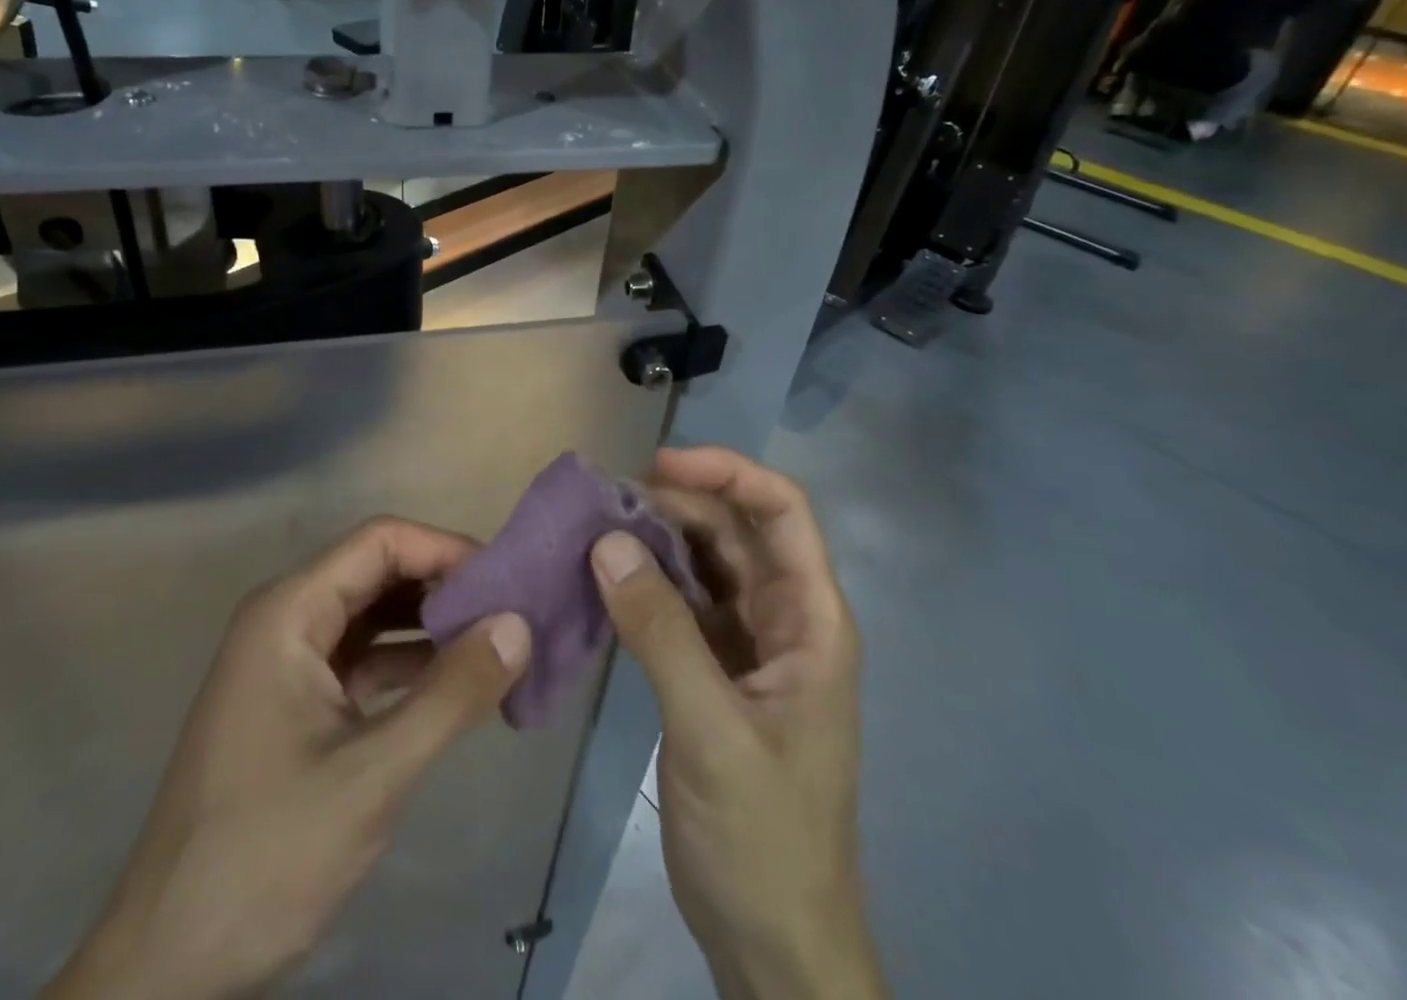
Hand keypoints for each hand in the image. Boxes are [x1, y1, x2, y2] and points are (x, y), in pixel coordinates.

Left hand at [43, 518, 531, 999]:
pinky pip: (365, 660)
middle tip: (514, 615)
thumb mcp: (371, 775)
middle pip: (378, 573)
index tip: (507, 583)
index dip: (445, 550)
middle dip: (445, 587)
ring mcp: (290, 662)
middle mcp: (286, 619)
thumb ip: (450, 695)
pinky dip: (412, 666)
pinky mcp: (298, 703)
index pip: (380, 542)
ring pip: (375, 616)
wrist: (169, 965)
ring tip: (499, 646)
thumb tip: (519, 625)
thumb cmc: (265, 856)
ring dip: (433, 627)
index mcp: (289, 611)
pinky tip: (459, 686)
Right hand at [591, 447, 885, 999]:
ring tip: (593, 529)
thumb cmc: (763, 837)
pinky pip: (679, 601)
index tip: (659, 465)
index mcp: (812, 621)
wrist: (771, 941)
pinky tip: (602, 577)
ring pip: (702, 562)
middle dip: (675, 503)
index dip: (728, 473)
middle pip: (734, 530)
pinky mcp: (713, 668)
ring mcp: (748, 643)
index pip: (783, 513)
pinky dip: (643, 581)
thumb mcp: (711, 730)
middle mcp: (784, 618)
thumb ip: (661, 631)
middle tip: (603, 502)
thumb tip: (606, 540)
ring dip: (653, 539)